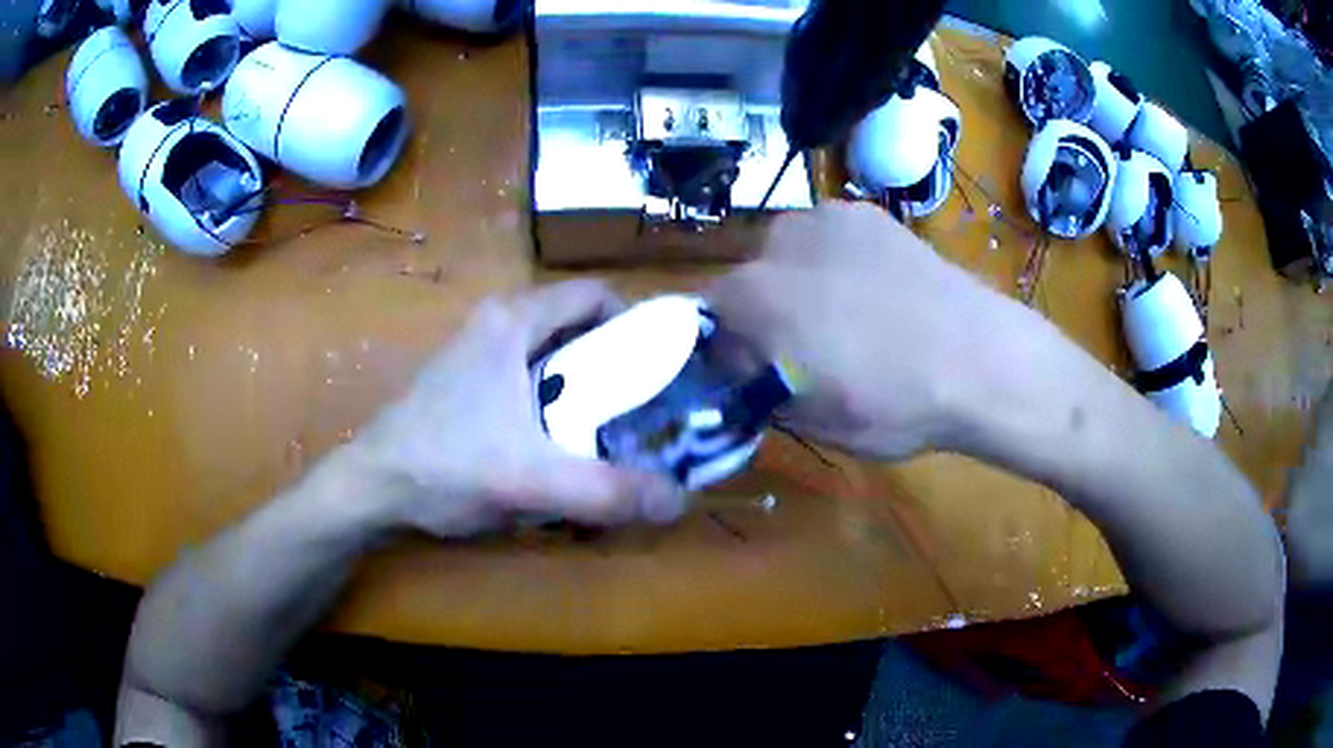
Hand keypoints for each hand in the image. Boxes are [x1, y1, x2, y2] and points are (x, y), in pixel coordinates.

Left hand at [348, 280, 685, 536]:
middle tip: (645, 410)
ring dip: (583, 389)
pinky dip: (553, 403)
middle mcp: (496, 325)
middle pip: (575, 328)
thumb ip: (606, 492)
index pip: (593, 296)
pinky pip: (527, 380)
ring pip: (551, 357)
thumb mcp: (530, 482)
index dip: (634, 324)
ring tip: (610, 432)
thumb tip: (680, 502)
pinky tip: (557, 447)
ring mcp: (476, 354)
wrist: (371, 488)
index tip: (661, 367)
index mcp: (513, 322)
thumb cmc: (444, 467)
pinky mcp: (465, 384)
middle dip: (614, 365)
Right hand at [707, 201, 1022, 459]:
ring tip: (848, 316)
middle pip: (747, 283)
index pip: (708, 320)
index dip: (729, 352)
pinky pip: (827, 237)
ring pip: (786, 255)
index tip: (757, 374)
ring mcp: (823, 218)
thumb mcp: (813, 422)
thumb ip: (759, 391)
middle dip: (764, 315)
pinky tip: (874, 288)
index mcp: (752, 299)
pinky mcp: (863, 212)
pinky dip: (835, 260)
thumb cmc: (894, 403)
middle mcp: (775, 243)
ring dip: (798, 282)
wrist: (979, 357)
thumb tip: (748, 375)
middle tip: (808, 350)